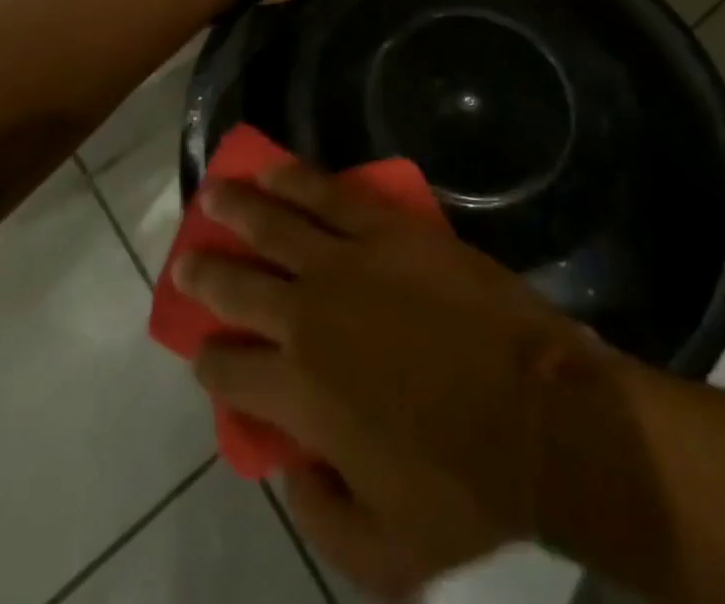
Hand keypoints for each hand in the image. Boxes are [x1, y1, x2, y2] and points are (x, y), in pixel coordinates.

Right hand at [173, 165, 601, 599]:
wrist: (539, 415)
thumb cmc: (463, 487)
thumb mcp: (382, 555)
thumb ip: (319, 518)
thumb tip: (290, 466)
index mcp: (298, 394)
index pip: (228, 372)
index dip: (209, 362)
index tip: (204, 354)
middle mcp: (307, 318)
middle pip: (237, 287)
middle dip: (204, 275)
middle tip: (185, 263)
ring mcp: (347, 263)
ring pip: (273, 225)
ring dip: (237, 209)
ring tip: (214, 195)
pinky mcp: (388, 229)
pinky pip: (328, 194)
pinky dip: (295, 179)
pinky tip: (274, 169)